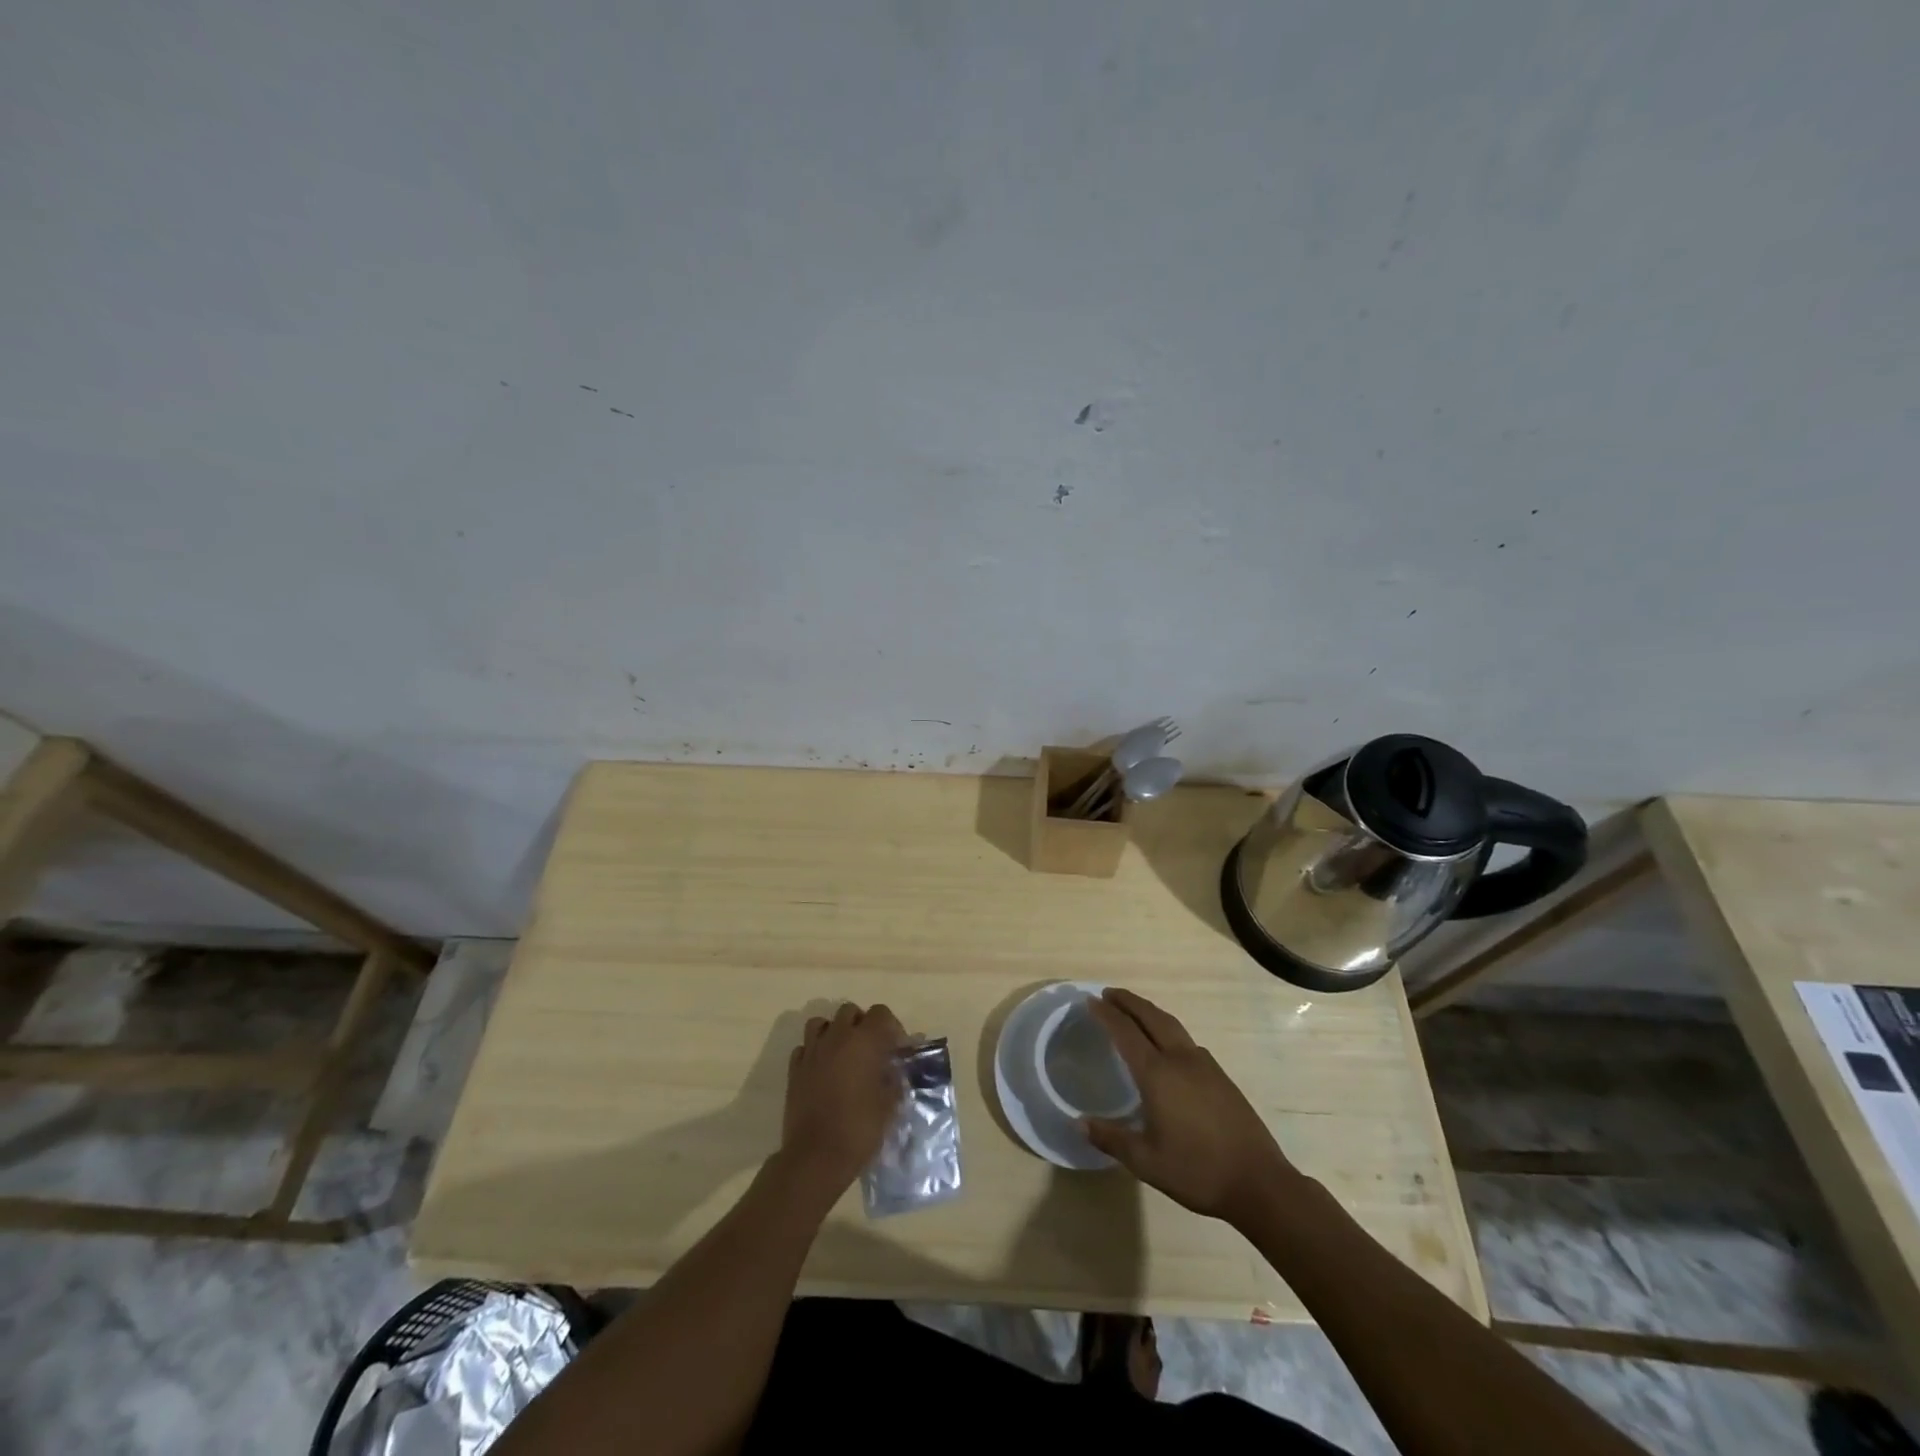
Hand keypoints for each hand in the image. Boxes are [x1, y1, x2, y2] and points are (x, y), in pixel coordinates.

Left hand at [781, 1002, 905, 1194]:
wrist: (816, 1157)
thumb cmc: (859, 1129)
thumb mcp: (889, 1104)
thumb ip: (894, 1078)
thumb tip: (895, 1067)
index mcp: (864, 1041)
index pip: (881, 1013)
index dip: (891, 1027)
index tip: (896, 1049)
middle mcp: (836, 1037)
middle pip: (850, 1011)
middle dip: (862, 1024)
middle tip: (871, 1049)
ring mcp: (812, 1051)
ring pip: (821, 1023)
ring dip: (834, 1031)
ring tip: (843, 1053)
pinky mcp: (794, 1069)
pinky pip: (805, 1047)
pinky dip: (815, 1051)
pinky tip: (822, 1069)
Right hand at [1085, 988, 1296, 1224]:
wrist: (1259, 1182)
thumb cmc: (1197, 1171)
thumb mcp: (1146, 1161)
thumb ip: (1111, 1138)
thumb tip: (1078, 1123)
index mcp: (1158, 1074)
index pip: (1126, 1032)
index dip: (1106, 1015)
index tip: (1090, 1001)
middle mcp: (1180, 1060)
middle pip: (1151, 1017)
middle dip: (1128, 1002)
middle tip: (1108, 993)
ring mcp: (1204, 1065)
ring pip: (1171, 1025)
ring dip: (1149, 1012)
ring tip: (1133, 1010)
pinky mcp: (1220, 1076)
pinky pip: (1186, 1040)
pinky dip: (1167, 1029)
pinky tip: (1166, 1044)